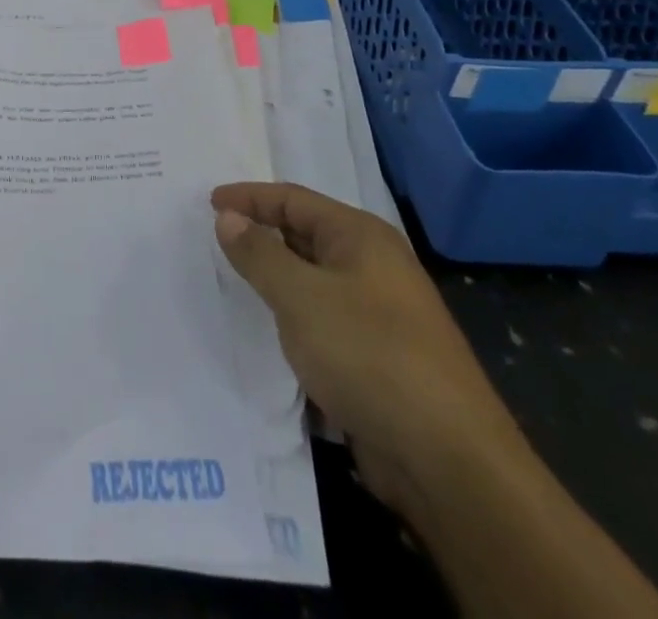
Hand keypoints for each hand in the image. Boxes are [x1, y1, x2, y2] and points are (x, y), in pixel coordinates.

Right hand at [211, 182, 522, 511]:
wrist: (449, 461)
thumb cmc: (370, 354)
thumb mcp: (301, 297)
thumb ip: (259, 254)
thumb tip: (228, 217)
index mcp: (361, 236)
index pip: (293, 199)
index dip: (249, 197)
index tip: (208, 202)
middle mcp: (374, 265)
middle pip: (305, 234)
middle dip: (261, 234)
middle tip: (215, 238)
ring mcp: (380, 312)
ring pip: (314, 280)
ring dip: (276, 278)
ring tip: (234, 280)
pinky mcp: (379, 356)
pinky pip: (324, 319)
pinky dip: (294, 316)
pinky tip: (271, 330)